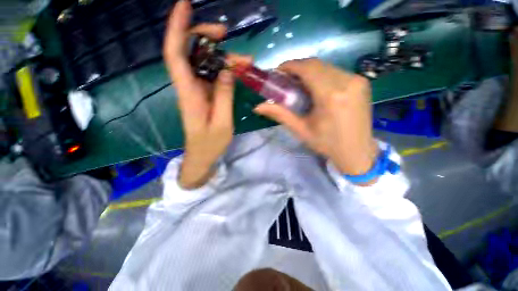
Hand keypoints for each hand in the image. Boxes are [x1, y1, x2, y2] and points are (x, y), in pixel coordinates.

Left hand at [163, 0, 250, 188]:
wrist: (202, 155)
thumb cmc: (210, 144)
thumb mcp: (222, 123)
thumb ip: (224, 96)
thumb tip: (227, 70)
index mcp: (189, 94)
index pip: (176, 54)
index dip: (177, 28)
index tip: (184, 5)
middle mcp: (189, 87)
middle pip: (190, 52)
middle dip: (206, 37)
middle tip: (226, 35)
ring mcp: (197, 90)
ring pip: (205, 63)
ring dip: (223, 57)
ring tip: (245, 61)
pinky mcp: (205, 95)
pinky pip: (213, 75)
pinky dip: (225, 69)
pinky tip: (238, 70)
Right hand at [254, 58, 377, 183]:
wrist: (357, 152)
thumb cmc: (327, 144)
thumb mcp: (301, 130)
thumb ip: (280, 115)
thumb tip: (258, 107)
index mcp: (330, 96)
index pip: (307, 68)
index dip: (290, 65)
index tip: (278, 71)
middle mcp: (346, 82)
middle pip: (316, 64)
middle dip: (298, 68)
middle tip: (287, 81)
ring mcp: (357, 80)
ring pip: (326, 67)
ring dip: (310, 72)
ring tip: (300, 85)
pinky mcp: (362, 82)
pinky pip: (336, 72)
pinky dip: (322, 75)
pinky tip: (316, 88)